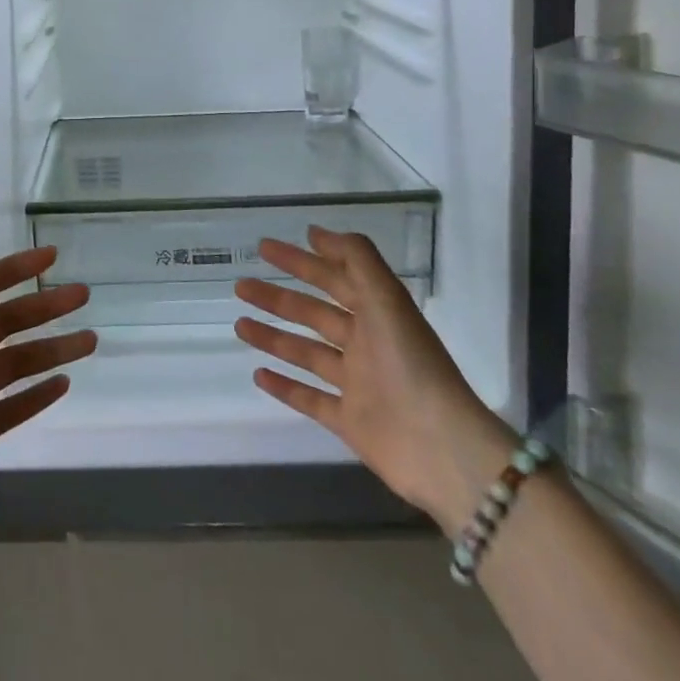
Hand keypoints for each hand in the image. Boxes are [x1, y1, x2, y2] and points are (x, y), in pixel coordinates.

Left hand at [0, 234, 95, 539]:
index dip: (15, 269)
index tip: (52, 257)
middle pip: (6, 323)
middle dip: (44, 307)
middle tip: (82, 296)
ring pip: (15, 364)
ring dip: (51, 350)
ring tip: (90, 341)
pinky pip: (10, 410)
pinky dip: (35, 396)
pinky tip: (64, 384)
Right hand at [234, 226, 513, 534]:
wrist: (440, 448)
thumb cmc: (411, 364)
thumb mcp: (386, 298)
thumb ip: (355, 258)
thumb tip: (316, 232)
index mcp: (377, 313)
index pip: (332, 278)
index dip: (300, 261)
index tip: (265, 248)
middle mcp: (366, 344)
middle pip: (314, 314)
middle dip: (278, 298)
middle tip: (241, 286)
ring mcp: (356, 384)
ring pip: (306, 353)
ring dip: (273, 337)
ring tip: (239, 324)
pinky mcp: (349, 421)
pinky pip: (310, 399)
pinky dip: (284, 387)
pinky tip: (257, 374)